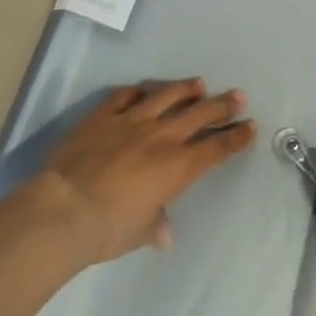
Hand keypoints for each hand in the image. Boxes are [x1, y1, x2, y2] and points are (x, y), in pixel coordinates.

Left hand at [38, 80, 254, 263]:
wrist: (65, 208)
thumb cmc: (108, 228)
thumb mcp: (139, 233)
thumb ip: (155, 225)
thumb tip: (163, 232)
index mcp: (176, 167)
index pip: (215, 148)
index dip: (235, 137)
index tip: (250, 125)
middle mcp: (160, 137)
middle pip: (199, 114)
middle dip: (222, 104)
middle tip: (237, 95)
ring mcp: (131, 121)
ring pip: (165, 95)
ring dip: (185, 89)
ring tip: (198, 83)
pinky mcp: (102, 115)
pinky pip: (124, 96)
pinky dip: (137, 91)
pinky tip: (143, 89)